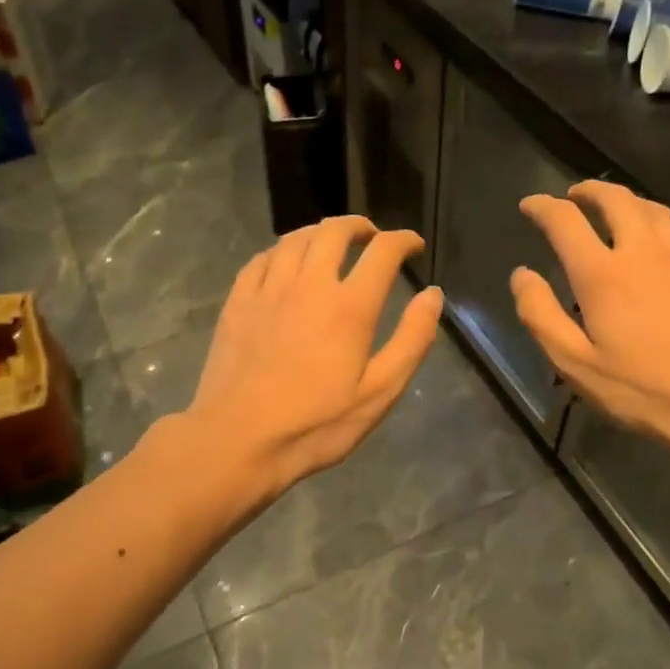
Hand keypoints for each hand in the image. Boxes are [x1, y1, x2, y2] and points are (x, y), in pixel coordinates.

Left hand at [189, 216, 441, 497]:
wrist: (236, 441)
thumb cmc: (315, 425)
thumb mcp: (379, 393)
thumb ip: (412, 340)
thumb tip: (433, 295)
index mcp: (349, 307)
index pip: (383, 251)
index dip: (403, 240)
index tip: (414, 245)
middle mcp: (309, 285)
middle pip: (335, 231)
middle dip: (360, 226)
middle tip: (372, 238)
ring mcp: (267, 290)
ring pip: (295, 238)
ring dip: (320, 233)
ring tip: (332, 243)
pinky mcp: (237, 302)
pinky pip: (261, 258)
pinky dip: (282, 250)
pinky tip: (286, 263)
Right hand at [512, 182, 669, 466]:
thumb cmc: (644, 390)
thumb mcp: (576, 365)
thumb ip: (541, 315)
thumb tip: (522, 275)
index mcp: (603, 273)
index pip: (564, 220)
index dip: (541, 206)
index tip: (529, 205)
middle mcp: (643, 248)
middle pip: (613, 198)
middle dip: (587, 191)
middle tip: (573, 197)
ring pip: (650, 206)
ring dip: (624, 201)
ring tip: (612, 212)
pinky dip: (657, 221)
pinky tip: (657, 238)